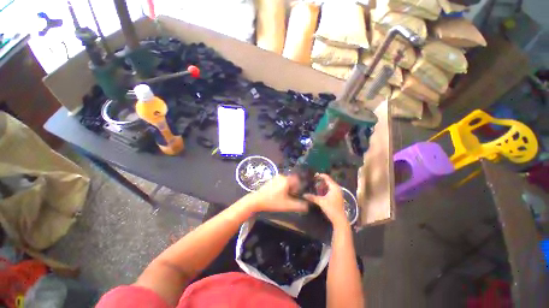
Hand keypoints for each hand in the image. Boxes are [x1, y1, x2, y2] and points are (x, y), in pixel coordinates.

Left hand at [250, 174, 307, 212]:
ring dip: (288, 188)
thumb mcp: (287, 205)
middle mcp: (282, 176)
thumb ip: (299, 205)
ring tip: (285, 197)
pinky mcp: (272, 180)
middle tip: (292, 197)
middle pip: (292, 181)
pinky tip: (279, 195)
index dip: (300, 187)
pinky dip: (283, 187)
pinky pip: (281, 182)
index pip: (298, 180)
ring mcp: (276, 177)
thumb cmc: (272, 202)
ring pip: (287, 182)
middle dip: (294, 188)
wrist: (256, 200)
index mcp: (286, 180)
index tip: (298, 194)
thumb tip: (308, 205)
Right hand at [303, 174, 347, 226]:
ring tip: (315, 186)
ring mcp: (338, 193)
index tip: (314, 175)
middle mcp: (337, 188)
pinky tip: (320, 192)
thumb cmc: (331, 208)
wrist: (339, 219)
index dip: (321, 175)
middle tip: (313, 181)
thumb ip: (312, 197)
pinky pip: (331, 189)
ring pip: (329, 186)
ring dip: (323, 185)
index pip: (327, 178)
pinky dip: (325, 189)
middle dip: (321, 181)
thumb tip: (303, 195)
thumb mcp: (320, 201)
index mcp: (334, 187)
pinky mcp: (337, 197)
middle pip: (328, 181)